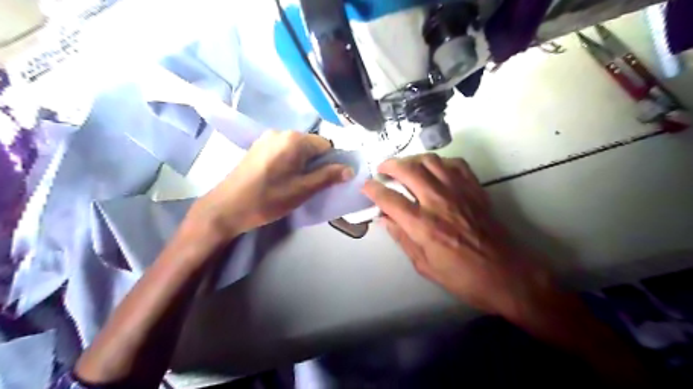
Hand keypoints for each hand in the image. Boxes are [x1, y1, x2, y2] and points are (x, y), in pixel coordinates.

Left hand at [192, 131, 353, 240]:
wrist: (226, 208)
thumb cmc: (268, 199)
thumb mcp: (302, 190)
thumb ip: (328, 177)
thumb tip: (350, 169)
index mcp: (294, 140)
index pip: (326, 145)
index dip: (331, 163)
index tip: (325, 181)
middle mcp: (281, 132)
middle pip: (311, 145)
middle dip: (316, 163)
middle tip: (309, 185)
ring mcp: (266, 138)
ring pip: (297, 148)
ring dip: (302, 163)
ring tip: (294, 183)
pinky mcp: (257, 146)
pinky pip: (283, 150)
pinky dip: (289, 161)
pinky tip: (280, 178)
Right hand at [363, 154, 552, 316]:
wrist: (506, 274)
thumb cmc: (462, 277)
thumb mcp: (425, 266)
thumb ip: (402, 238)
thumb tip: (385, 219)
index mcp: (424, 226)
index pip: (390, 199)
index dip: (373, 189)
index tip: (365, 185)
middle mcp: (439, 202)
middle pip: (408, 170)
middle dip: (389, 165)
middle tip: (382, 169)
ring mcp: (459, 192)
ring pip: (430, 161)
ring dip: (412, 159)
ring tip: (405, 166)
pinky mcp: (475, 189)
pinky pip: (455, 164)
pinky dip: (440, 162)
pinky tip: (435, 170)